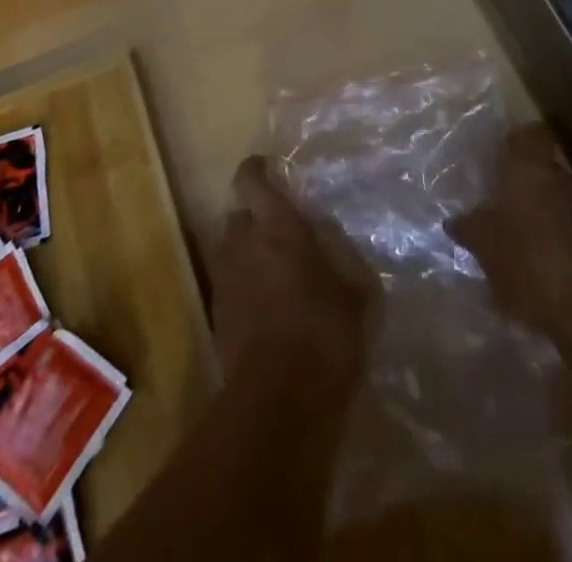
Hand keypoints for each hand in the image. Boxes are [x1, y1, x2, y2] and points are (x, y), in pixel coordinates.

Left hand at [210, 157, 372, 394]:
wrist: (278, 401)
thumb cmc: (325, 333)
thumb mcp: (355, 290)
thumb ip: (341, 255)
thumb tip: (332, 238)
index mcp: (277, 225)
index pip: (251, 179)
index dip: (256, 170)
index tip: (269, 170)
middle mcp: (244, 241)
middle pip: (239, 214)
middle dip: (255, 219)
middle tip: (280, 233)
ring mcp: (225, 278)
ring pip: (230, 248)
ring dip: (247, 252)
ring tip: (273, 272)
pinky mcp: (216, 313)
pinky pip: (228, 283)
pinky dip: (242, 285)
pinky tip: (265, 307)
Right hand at [449, 125, 571, 341]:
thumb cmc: (526, 262)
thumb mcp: (484, 246)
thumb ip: (468, 227)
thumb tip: (454, 221)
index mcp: (531, 169)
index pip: (531, 134)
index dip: (518, 142)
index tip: (503, 157)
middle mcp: (563, 179)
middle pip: (545, 169)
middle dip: (528, 186)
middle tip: (506, 207)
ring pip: (563, 199)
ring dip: (547, 213)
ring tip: (527, 241)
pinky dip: (567, 239)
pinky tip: (552, 265)